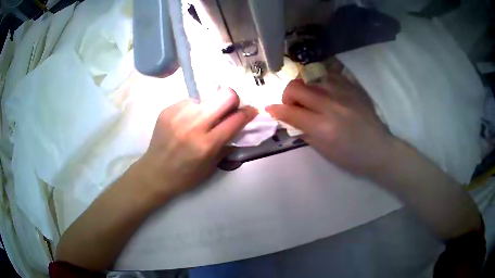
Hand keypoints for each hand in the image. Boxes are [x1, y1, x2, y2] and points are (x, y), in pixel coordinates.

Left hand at [139, 90, 257, 199]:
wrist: (154, 173)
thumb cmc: (185, 176)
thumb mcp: (212, 166)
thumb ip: (228, 143)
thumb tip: (242, 125)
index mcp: (206, 144)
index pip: (236, 118)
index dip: (249, 113)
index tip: (251, 112)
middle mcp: (193, 125)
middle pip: (225, 94)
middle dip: (232, 101)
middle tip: (229, 110)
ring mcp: (178, 114)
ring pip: (208, 93)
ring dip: (213, 103)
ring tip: (206, 115)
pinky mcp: (168, 110)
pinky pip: (191, 100)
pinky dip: (196, 107)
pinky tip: (190, 119)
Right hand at [266, 74, 393, 176]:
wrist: (379, 148)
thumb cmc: (351, 157)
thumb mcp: (324, 151)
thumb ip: (304, 132)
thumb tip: (290, 118)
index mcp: (323, 127)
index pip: (290, 112)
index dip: (276, 110)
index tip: (270, 109)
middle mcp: (330, 105)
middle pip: (296, 88)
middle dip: (287, 96)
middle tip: (293, 105)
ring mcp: (342, 93)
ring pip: (310, 77)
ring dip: (304, 88)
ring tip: (310, 98)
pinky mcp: (351, 87)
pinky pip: (328, 75)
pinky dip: (320, 82)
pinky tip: (324, 91)